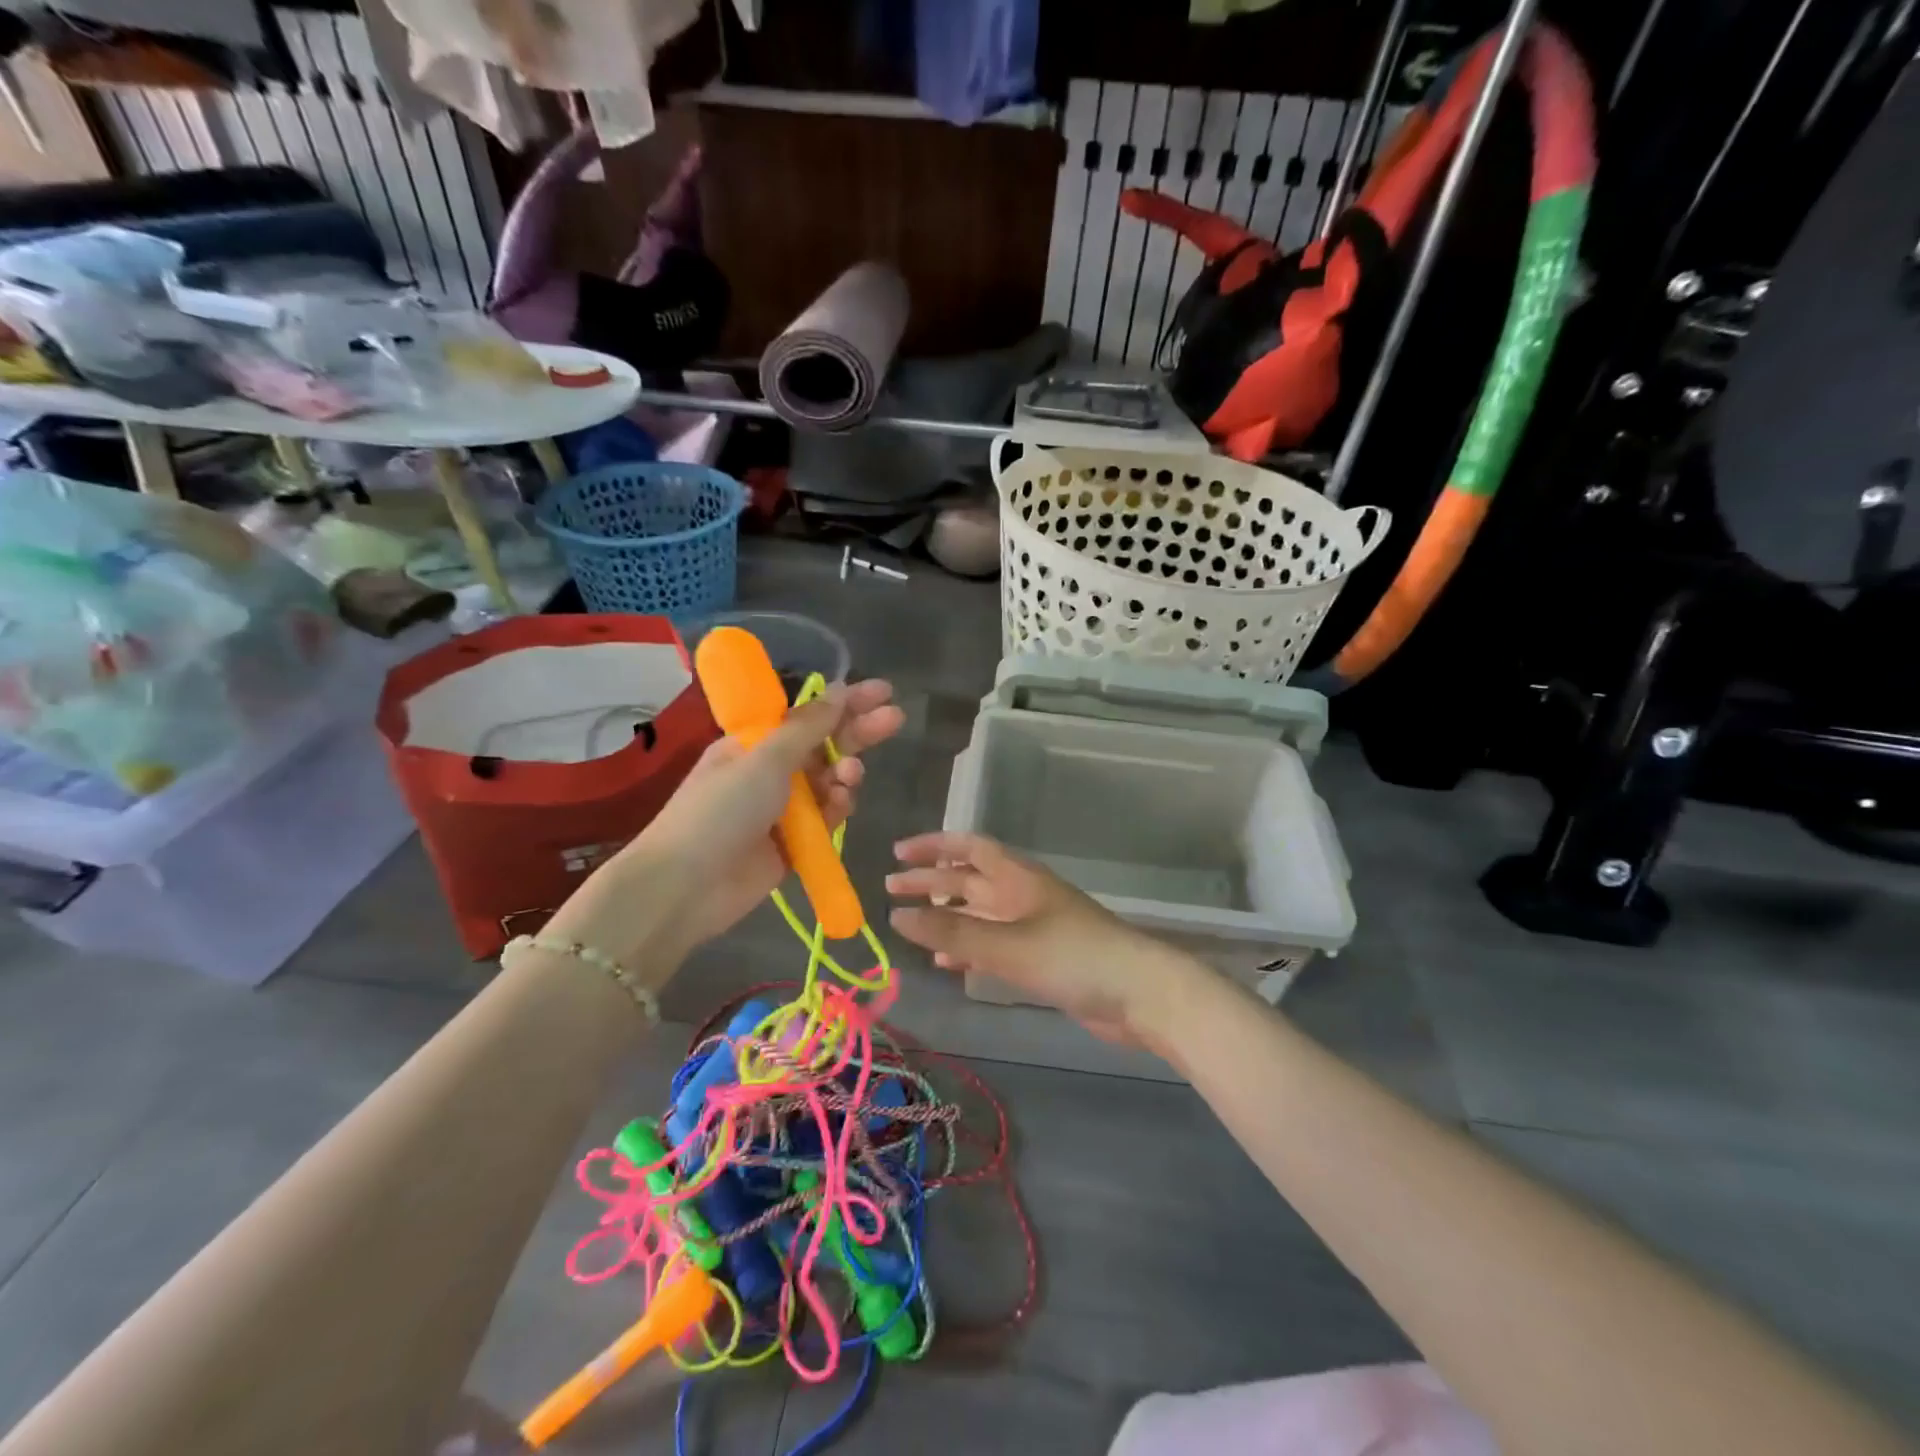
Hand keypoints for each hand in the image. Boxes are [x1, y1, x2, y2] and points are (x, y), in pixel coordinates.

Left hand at [548, 680, 904, 967]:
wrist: (686, 886)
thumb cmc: (720, 810)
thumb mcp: (764, 759)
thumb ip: (807, 727)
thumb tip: (837, 692)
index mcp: (754, 743)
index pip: (807, 715)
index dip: (845, 701)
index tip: (883, 690)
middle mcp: (769, 771)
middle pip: (824, 745)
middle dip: (858, 731)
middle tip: (895, 718)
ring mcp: (782, 809)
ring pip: (829, 783)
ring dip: (845, 773)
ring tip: (851, 775)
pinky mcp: (793, 844)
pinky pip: (826, 819)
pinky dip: (837, 809)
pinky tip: (841, 805)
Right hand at [886, 832, 1198, 1048]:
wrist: (1139, 995)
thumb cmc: (1073, 956)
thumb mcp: (1008, 944)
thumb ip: (953, 932)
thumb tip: (895, 916)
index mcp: (1018, 877)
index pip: (969, 847)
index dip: (933, 846)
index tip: (897, 853)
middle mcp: (1022, 894)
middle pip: (969, 880)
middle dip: (931, 882)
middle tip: (891, 889)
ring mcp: (1033, 926)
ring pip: (979, 913)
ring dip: (947, 916)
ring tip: (911, 926)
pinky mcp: (1041, 957)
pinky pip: (993, 944)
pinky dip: (968, 948)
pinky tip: (947, 962)